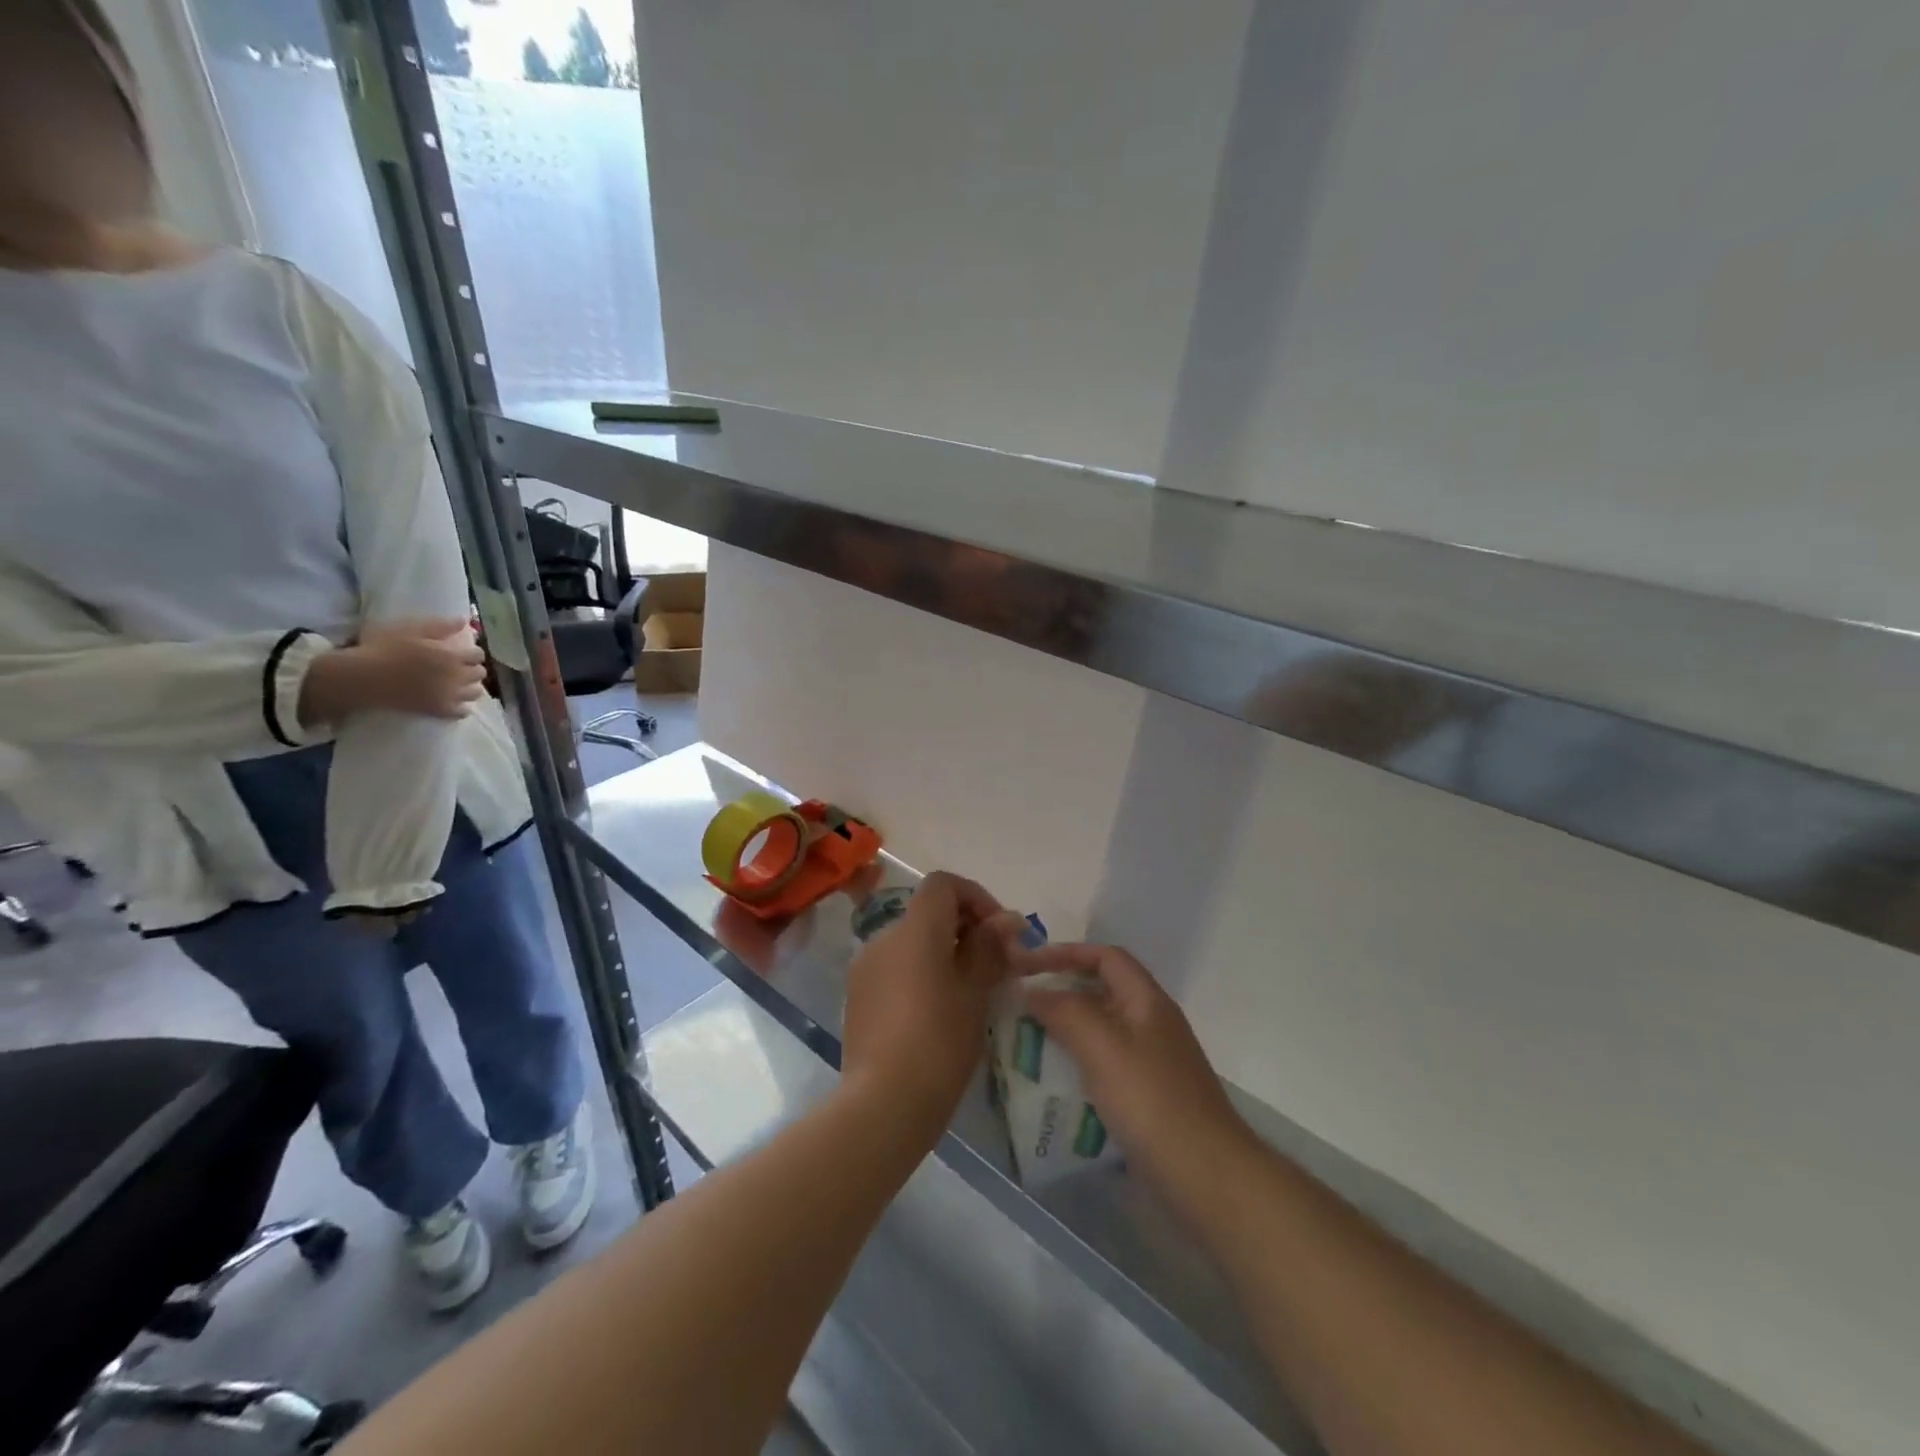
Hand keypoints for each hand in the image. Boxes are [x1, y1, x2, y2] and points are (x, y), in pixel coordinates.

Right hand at [300, 618, 486, 725]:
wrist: (361, 677)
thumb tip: (464, 621)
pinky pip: (463, 712)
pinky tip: (453, 702)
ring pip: (476, 692)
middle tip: (458, 668)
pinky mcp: (439, 711)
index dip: (471, 653)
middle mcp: (456, 676)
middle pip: (480, 673)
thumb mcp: (411, 629)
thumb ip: (440, 626)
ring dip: (469, 687)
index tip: (461, 653)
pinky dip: (462, 707)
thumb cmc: (383, 648)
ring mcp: (449, 695)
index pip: (478, 654)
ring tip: (456, 684)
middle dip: (472, 669)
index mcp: (451, 655)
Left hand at [840, 871, 1022, 1138]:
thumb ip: (990, 947)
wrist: (883, 1103)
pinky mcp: (857, 996)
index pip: (943, 884)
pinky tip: (936, 1012)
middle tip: (993, 964)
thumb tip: (1007, 919)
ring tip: (968, 992)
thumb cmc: (939, 1041)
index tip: (999, 931)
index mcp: (915, 929)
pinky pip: (894, 968)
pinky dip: (919, 974)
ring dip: (942, 953)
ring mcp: (865, 967)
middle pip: (927, 912)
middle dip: (964, 928)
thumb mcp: (975, 991)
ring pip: (911, 942)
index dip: (976, 897)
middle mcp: (884, 937)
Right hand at [1019, 943, 1258, 1214]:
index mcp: (1147, 1000)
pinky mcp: (1148, 1097)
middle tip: (1021, 1006)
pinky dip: (1077, 1065)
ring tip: (1027, 1042)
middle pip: (1102, 991)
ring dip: (1065, 1030)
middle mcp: (1151, 1023)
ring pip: (1101, 1030)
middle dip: (1061, 992)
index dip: (1066, 952)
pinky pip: (1104, 1065)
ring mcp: (1152, 1062)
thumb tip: (1034, 991)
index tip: (1028, 965)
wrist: (1208, 1177)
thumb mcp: (1102, 1047)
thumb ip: (1065, 1011)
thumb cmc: (1152, 1101)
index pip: (1105, 956)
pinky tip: (1053, 1085)